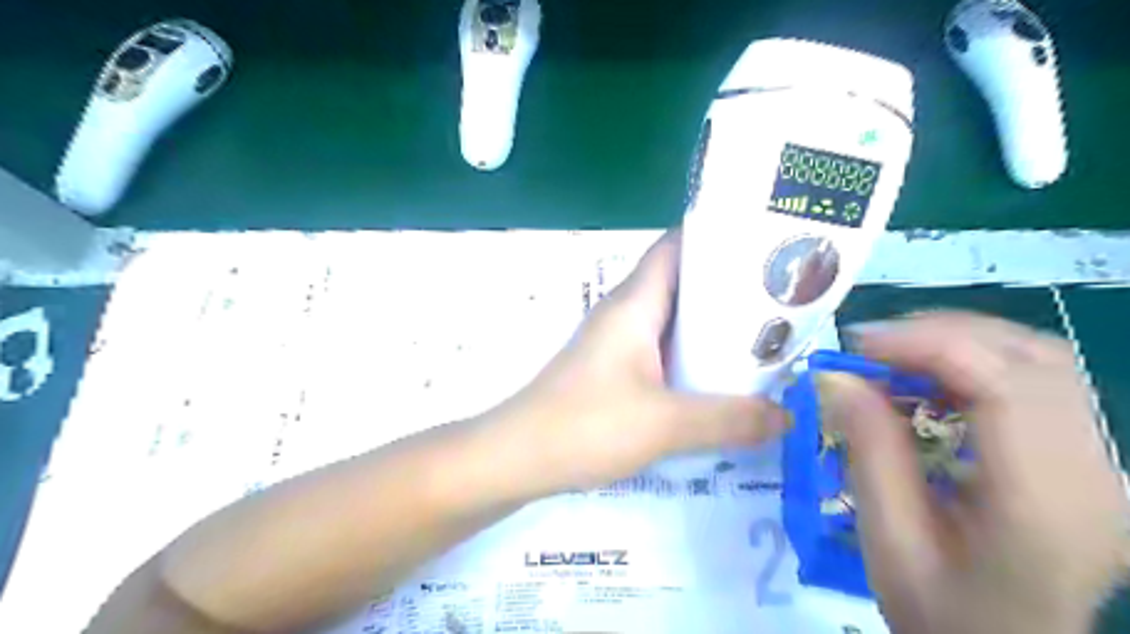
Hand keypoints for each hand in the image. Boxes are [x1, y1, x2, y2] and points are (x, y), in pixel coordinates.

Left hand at [483, 229, 788, 492]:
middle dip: (729, 287)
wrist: (518, 457)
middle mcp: (625, 313)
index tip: (767, 244)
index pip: (677, 247)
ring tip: (765, 337)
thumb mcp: (666, 424)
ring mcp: (617, 343)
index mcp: (635, 304)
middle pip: (682, 283)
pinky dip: (692, 356)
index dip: (719, 237)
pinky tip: (720, 379)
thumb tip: (788, 416)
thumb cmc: (586, 425)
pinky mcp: (613, 371)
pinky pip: (661, 351)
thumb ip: (730, 419)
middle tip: (783, 298)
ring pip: (673, 320)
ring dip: (712, 326)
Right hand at [822, 313, 1129, 633]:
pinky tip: (934, 379)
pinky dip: (979, 361)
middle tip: (869, 348)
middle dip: (939, 334)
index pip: (1005, 385)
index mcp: (1045, 504)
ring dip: (960, 342)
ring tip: (895, 358)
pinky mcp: (1092, 457)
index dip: (927, 345)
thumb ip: (868, 451)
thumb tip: (836, 376)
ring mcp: (1106, 464)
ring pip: (1042, 359)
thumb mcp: (888, 539)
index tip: (857, 347)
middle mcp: (1098, 475)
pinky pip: (1041, 379)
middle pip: (1033, 358)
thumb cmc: (941, 611)